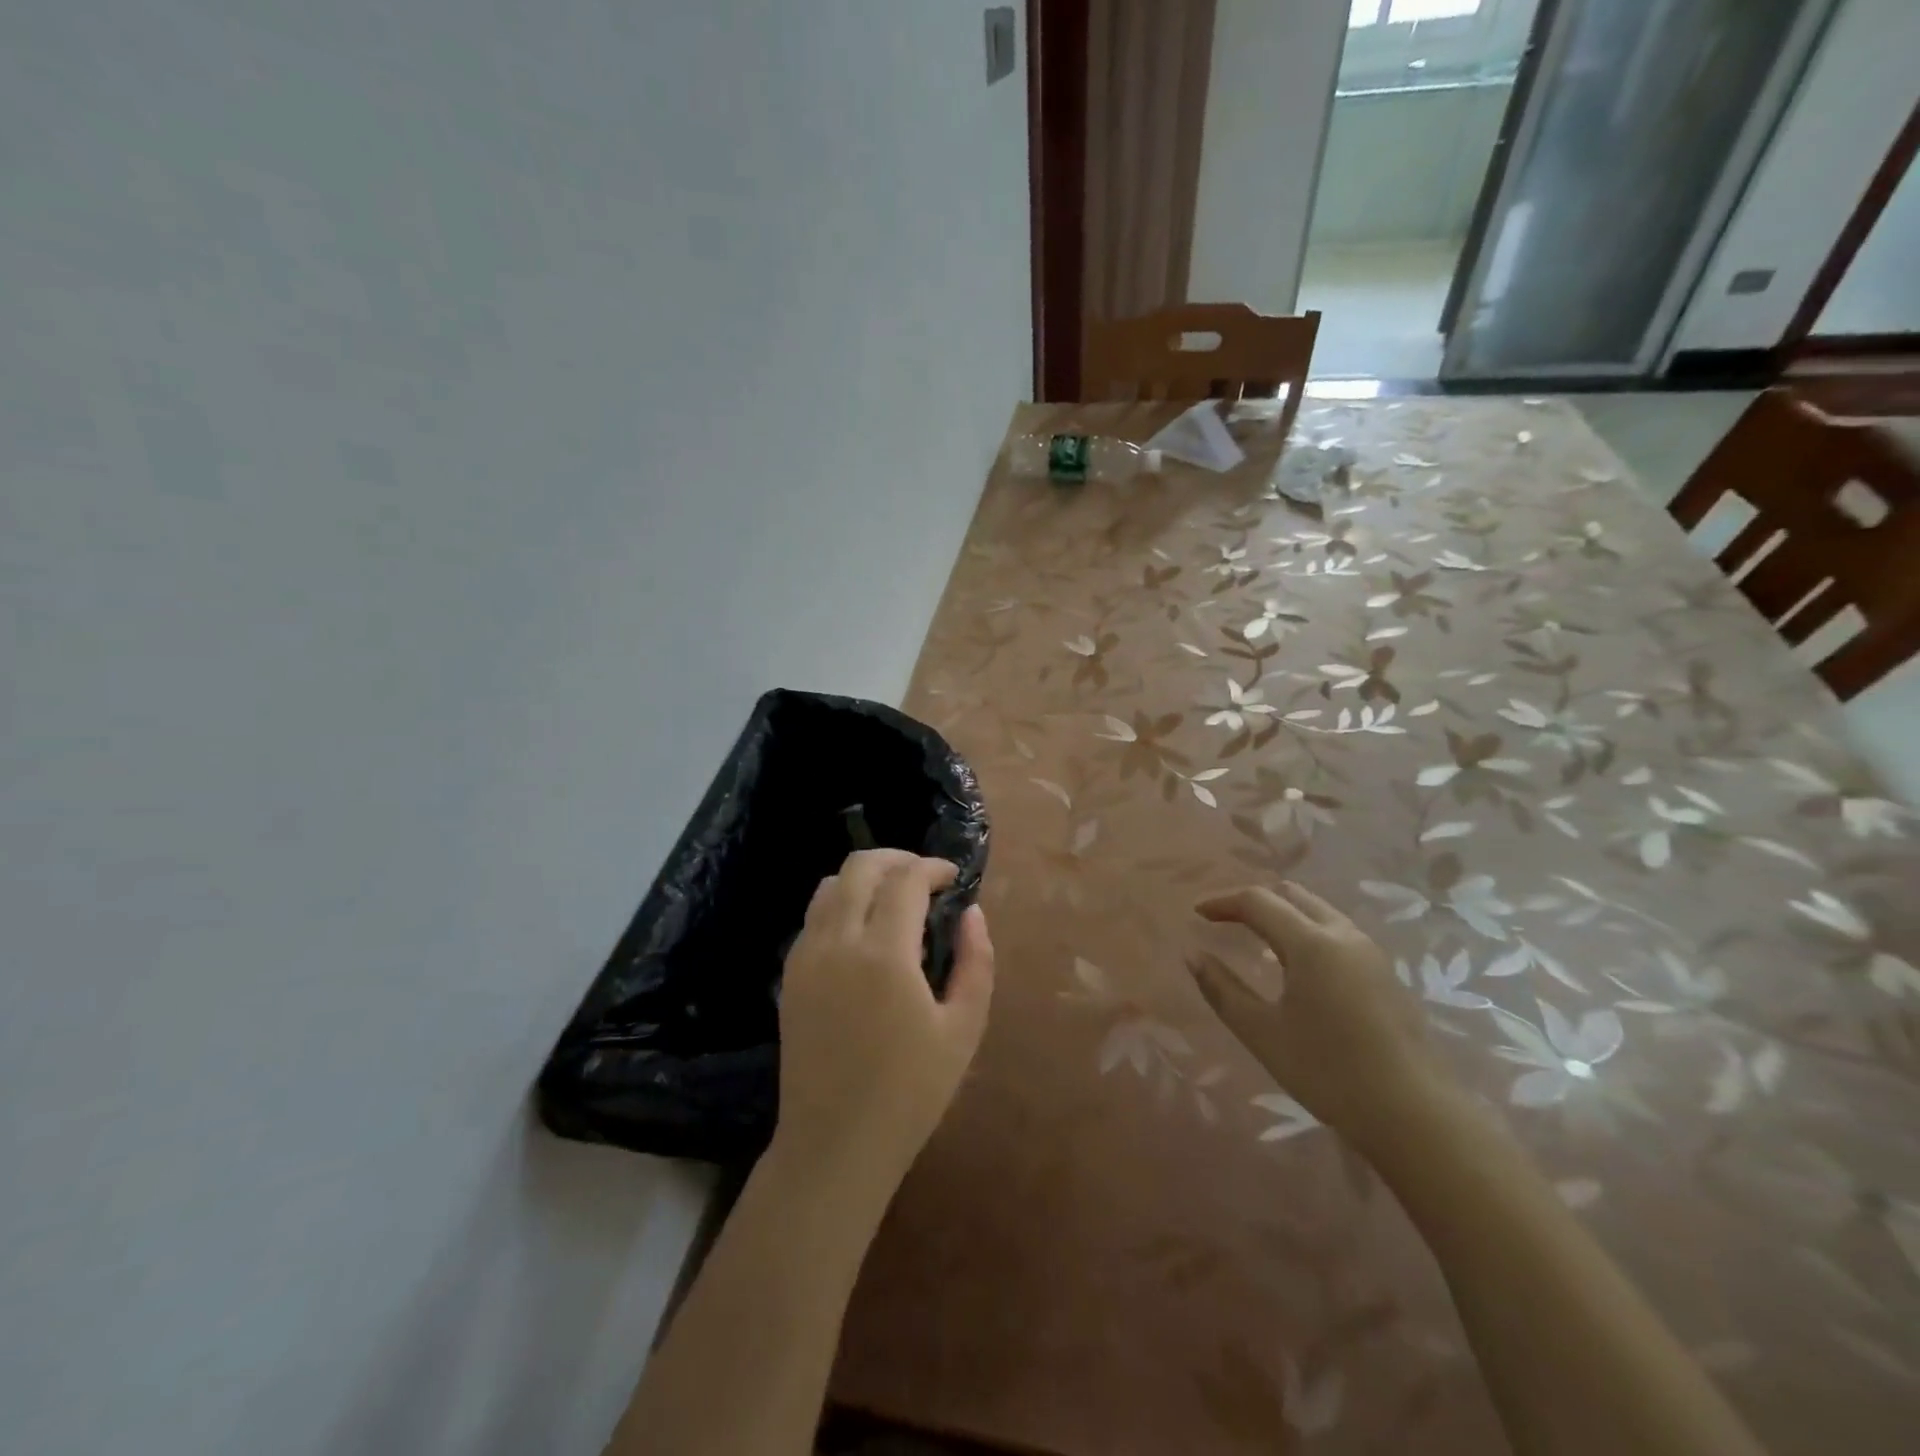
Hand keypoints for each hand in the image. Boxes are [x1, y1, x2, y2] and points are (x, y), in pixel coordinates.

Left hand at [773, 850, 994, 1195]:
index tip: (954, 878)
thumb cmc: (910, 1093)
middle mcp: (838, 942)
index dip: (933, 868)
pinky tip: (865, 931)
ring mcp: (806, 956)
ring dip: (866, 878)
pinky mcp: (790, 975)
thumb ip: (975, 962)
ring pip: (830, 885)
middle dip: (898, 859)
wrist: (834, 1144)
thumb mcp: (964, 1029)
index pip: (906, 880)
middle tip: (926, 877)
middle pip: (860, 867)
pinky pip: (815, 916)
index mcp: (884, 954)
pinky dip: (842, 904)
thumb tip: (972, 913)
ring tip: (895, 898)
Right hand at [1191, 882, 1444, 1152]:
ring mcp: (1370, 952)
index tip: (1196, 913)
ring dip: (1282, 913)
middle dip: (1253, 900)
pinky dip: (1305, 929)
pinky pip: (1336, 931)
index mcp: (1311, 943)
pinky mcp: (1384, 973)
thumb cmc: (1327, 1071)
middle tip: (1224, 919)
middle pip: (1291, 894)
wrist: (1413, 1114)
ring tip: (1254, 937)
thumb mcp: (1262, 1032)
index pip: (1258, 901)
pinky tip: (1295, 964)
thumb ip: (1222, 989)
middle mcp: (1343, 934)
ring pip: (1318, 910)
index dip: (1222, 902)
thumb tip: (1192, 955)